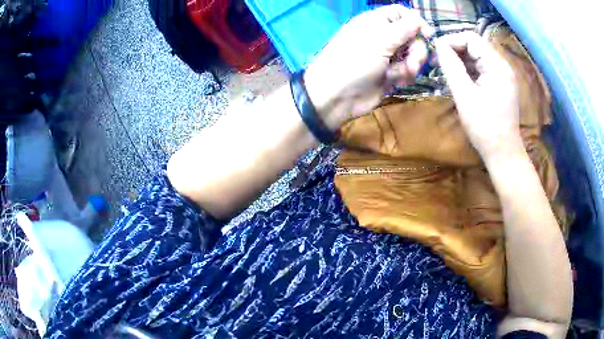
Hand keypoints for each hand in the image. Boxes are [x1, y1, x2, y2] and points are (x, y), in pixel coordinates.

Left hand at [303, 5, 433, 129]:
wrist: (339, 95)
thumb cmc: (355, 61)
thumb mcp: (380, 40)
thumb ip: (403, 29)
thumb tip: (418, 19)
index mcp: (376, 22)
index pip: (401, 13)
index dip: (416, 21)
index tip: (427, 35)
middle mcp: (383, 36)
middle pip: (412, 35)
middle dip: (416, 48)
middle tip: (413, 61)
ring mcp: (387, 55)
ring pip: (412, 54)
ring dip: (412, 64)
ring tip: (402, 73)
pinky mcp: (390, 73)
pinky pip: (407, 70)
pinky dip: (405, 75)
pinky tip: (397, 81)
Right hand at [434, 31, 522, 159]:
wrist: (503, 152)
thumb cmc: (484, 127)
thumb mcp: (464, 95)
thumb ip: (451, 67)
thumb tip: (438, 45)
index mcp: (497, 65)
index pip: (471, 38)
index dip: (451, 40)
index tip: (435, 52)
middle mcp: (503, 65)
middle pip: (475, 45)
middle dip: (455, 49)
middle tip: (438, 62)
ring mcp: (503, 75)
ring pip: (478, 56)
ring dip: (461, 59)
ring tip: (447, 70)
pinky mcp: (501, 84)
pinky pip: (483, 68)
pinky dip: (469, 69)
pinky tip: (460, 78)